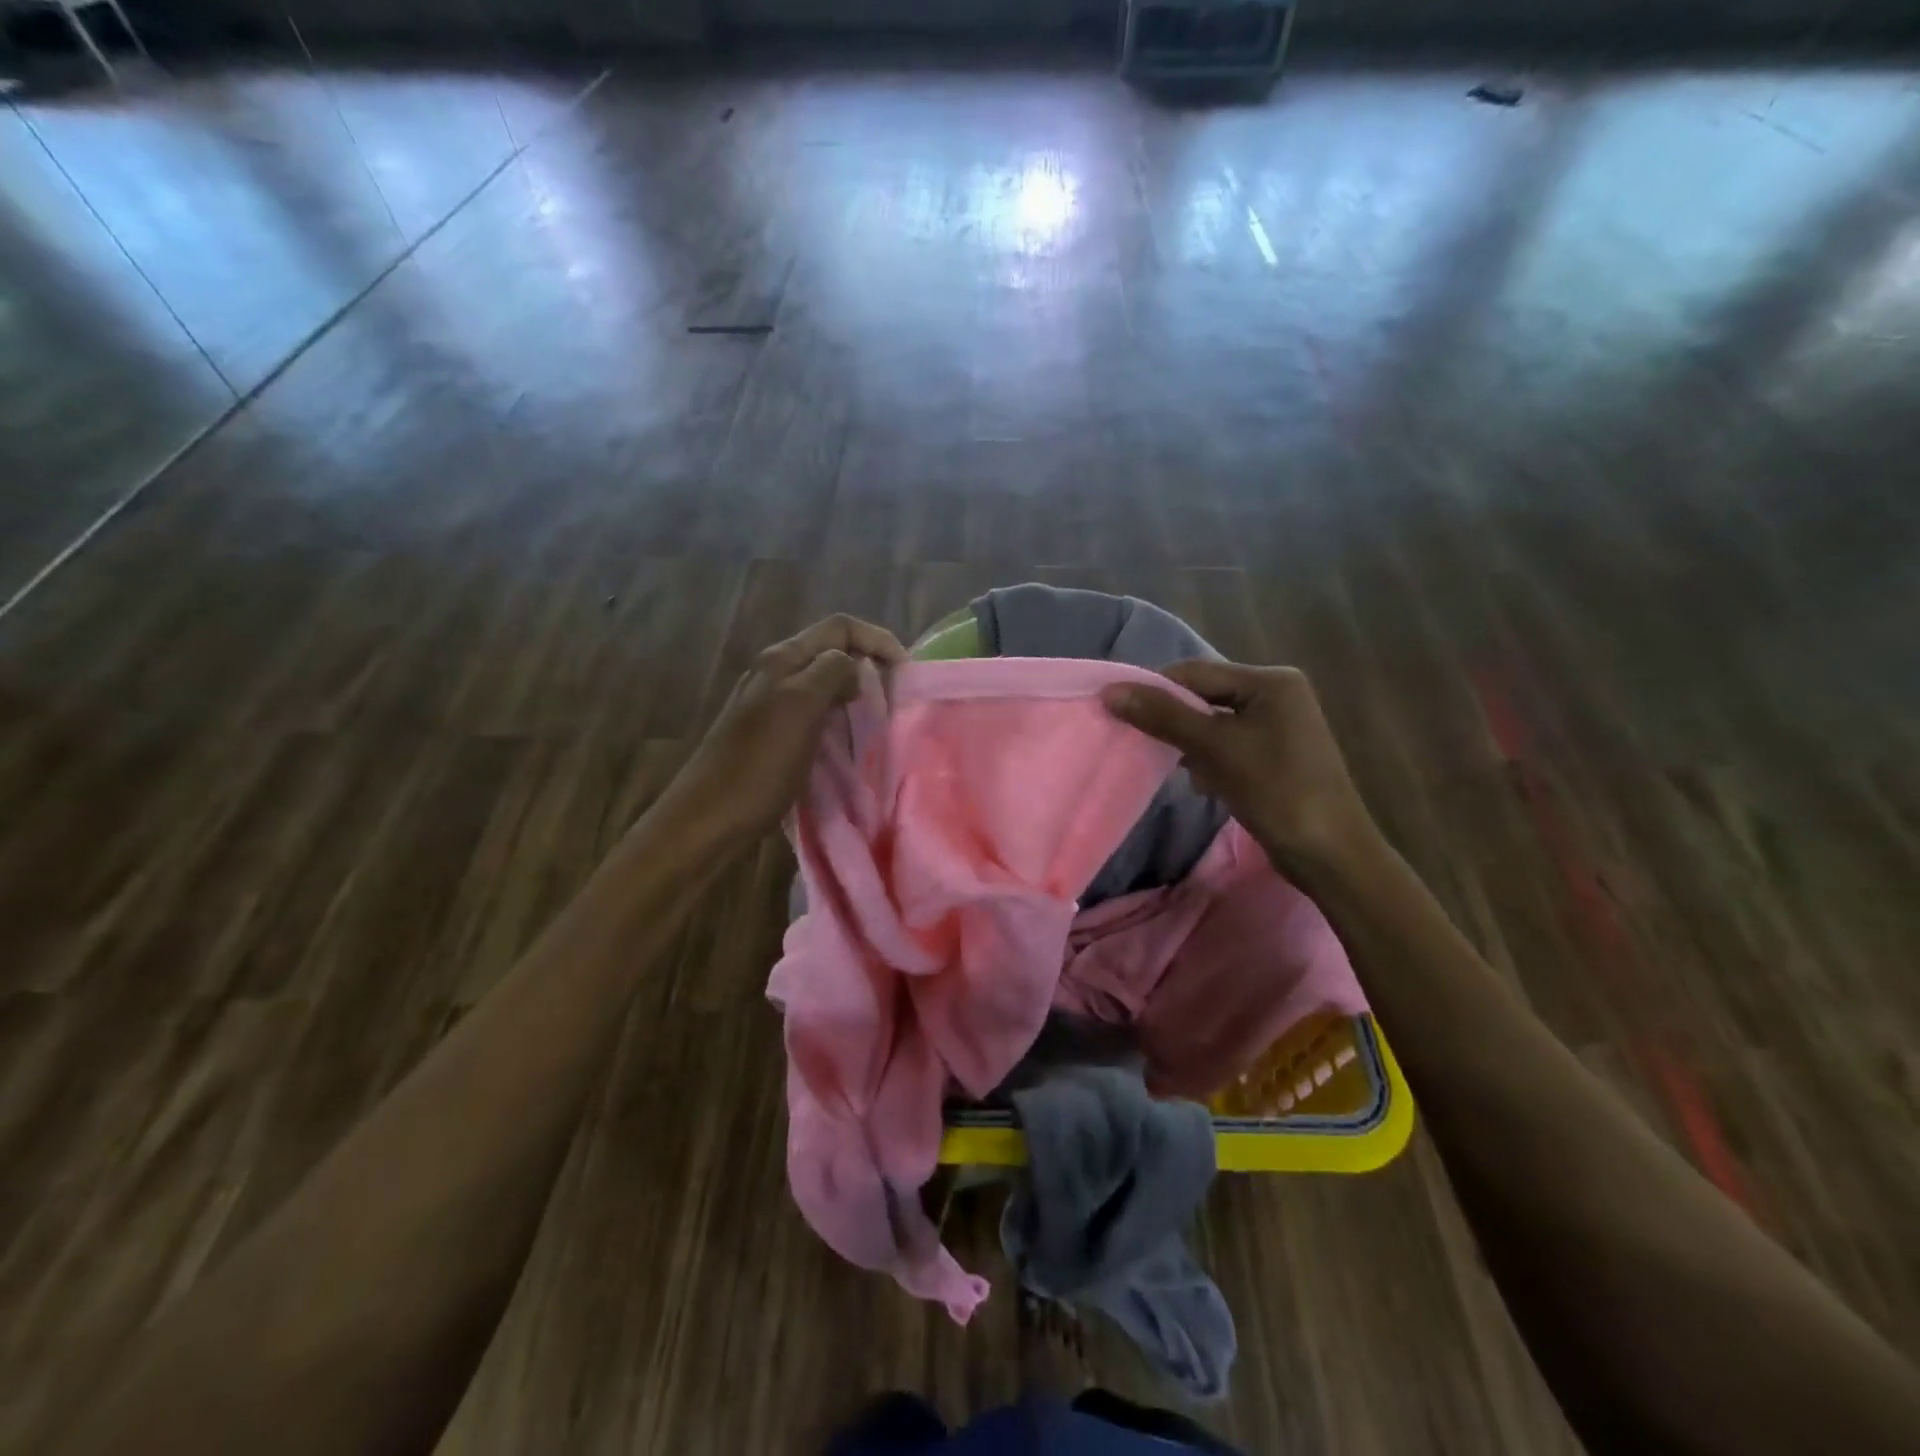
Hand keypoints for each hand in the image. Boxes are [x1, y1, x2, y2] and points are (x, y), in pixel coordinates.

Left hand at [665, 614, 905, 845]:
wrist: (708, 820)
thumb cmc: (757, 766)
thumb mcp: (800, 708)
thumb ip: (830, 673)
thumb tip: (853, 666)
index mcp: (782, 659)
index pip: (840, 627)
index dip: (878, 639)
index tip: (907, 672)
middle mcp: (775, 673)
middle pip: (832, 651)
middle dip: (869, 664)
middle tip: (897, 697)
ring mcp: (770, 704)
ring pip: (824, 682)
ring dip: (856, 692)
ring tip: (881, 717)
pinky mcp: (771, 734)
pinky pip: (814, 712)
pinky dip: (839, 717)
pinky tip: (849, 739)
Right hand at [1102, 661, 1379, 878]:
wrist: (1329, 854)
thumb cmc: (1276, 791)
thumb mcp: (1216, 748)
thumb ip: (1163, 716)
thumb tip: (1111, 691)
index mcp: (1270, 681)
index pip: (1196, 672)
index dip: (1154, 689)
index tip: (1116, 711)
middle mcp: (1275, 694)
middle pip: (1204, 695)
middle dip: (1172, 719)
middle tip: (1138, 739)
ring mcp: (1277, 726)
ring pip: (1211, 723)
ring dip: (1187, 742)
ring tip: (1170, 764)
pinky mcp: (1273, 755)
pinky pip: (1225, 744)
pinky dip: (1206, 759)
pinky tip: (1201, 783)